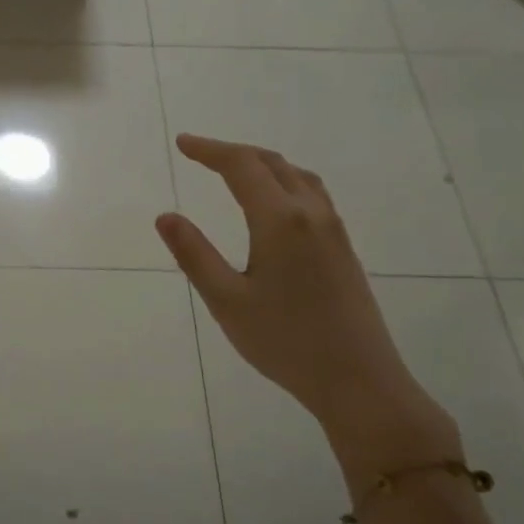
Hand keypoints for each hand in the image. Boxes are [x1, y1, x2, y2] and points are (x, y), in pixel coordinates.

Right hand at [156, 135, 453, 455]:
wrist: (358, 379)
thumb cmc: (284, 341)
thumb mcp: (226, 300)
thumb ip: (194, 254)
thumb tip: (165, 216)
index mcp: (280, 221)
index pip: (241, 167)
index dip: (209, 150)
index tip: (182, 143)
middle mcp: (311, 214)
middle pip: (272, 163)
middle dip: (233, 153)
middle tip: (199, 153)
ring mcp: (333, 230)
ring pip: (297, 176)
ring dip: (262, 164)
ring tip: (233, 170)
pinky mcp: (343, 248)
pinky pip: (311, 194)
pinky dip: (283, 181)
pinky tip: (273, 203)